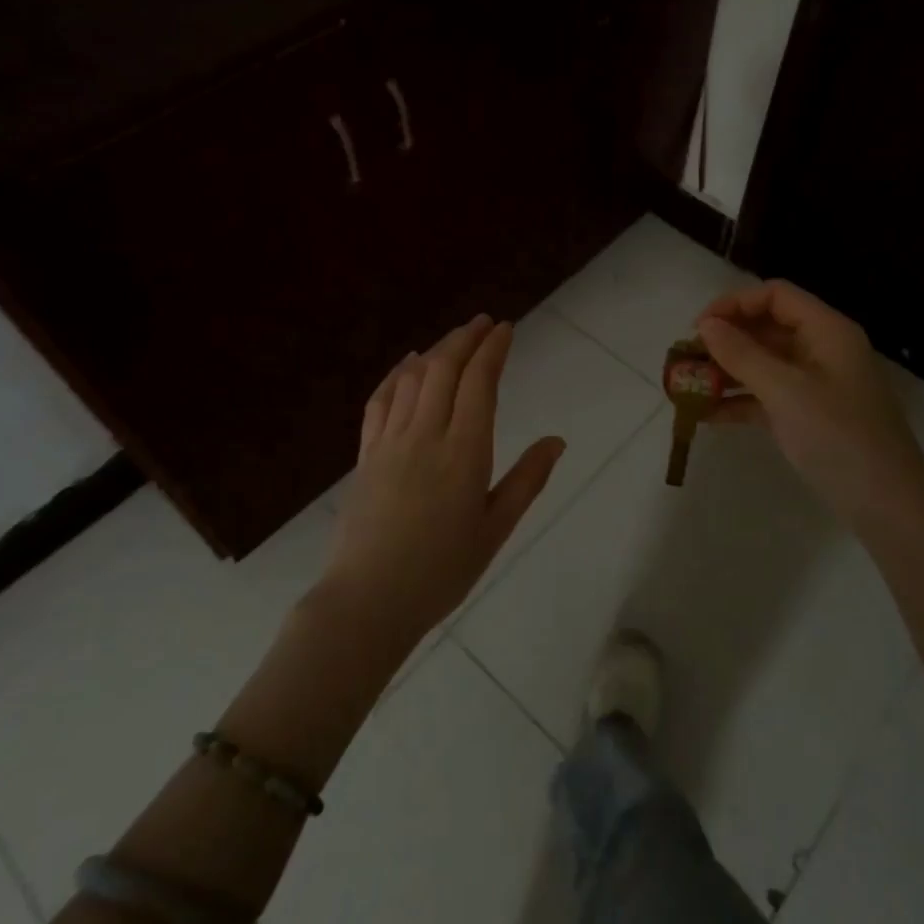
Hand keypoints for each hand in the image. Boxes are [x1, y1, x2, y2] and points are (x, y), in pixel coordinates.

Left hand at [326, 315, 564, 639]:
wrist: (368, 601)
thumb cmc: (441, 571)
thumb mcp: (496, 529)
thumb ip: (527, 480)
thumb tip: (557, 440)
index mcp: (465, 452)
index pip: (480, 383)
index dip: (493, 350)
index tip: (506, 328)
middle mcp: (426, 434)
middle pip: (445, 369)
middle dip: (466, 338)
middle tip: (484, 322)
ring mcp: (391, 441)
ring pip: (413, 378)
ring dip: (436, 350)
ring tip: (455, 338)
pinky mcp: (366, 454)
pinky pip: (380, 401)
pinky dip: (396, 375)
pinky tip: (407, 364)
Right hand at [697, 281, 923, 525]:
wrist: (887, 506)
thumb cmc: (839, 437)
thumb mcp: (786, 391)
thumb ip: (742, 354)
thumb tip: (705, 325)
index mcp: (827, 331)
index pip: (775, 296)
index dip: (734, 304)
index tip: (698, 328)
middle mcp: (821, 350)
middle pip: (766, 328)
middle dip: (724, 340)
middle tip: (685, 359)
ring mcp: (814, 385)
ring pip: (762, 364)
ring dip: (726, 372)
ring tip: (687, 386)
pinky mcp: (807, 417)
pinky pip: (765, 397)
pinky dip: (738, 401)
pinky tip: (705, 416)